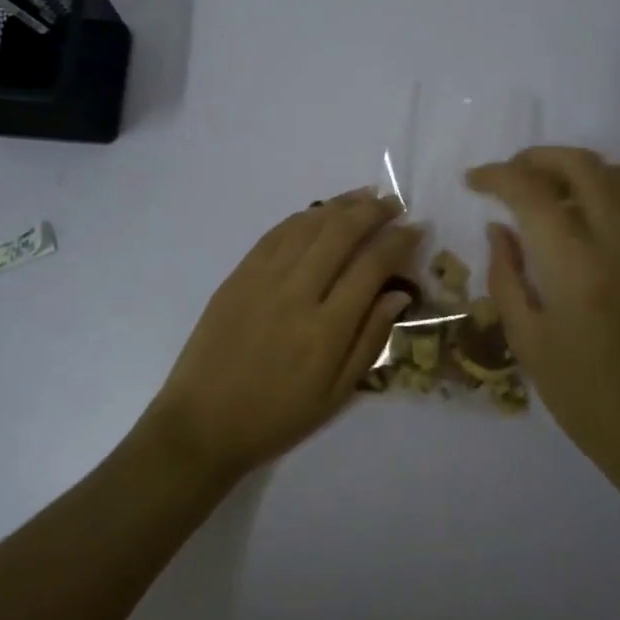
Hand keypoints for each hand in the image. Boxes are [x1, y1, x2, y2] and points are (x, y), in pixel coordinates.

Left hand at [142, 190, 421, 482]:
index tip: (416, 228)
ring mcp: (262, 279)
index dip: (399, 241)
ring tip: (364, 197)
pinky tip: (319, 213)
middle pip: (340, 233)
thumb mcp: (337, 394)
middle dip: (373, 211)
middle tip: (393, 203)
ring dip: (340, 205)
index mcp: (326, 329)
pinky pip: (276, 233)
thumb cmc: (277, 417)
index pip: (371, 266)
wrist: (203, 423)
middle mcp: (296, 293)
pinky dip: (303, 217)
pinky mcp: (238, 275)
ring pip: (308, 225)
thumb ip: (371, 339)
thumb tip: (399, 293)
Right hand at [467, 147, 619, 483]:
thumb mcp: (527, 340)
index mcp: (576, 264)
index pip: (531, 192)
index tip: (474, 181)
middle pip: (582, 165)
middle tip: (508, 175)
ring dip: (573, 170)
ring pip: (615, 176)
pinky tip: (574, 226)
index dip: (497, 176)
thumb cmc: (583, 397)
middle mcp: (619, 241)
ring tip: (541, 192)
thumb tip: (500, 229)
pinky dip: (597, 194)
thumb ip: (507, 275)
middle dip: (538, 158)